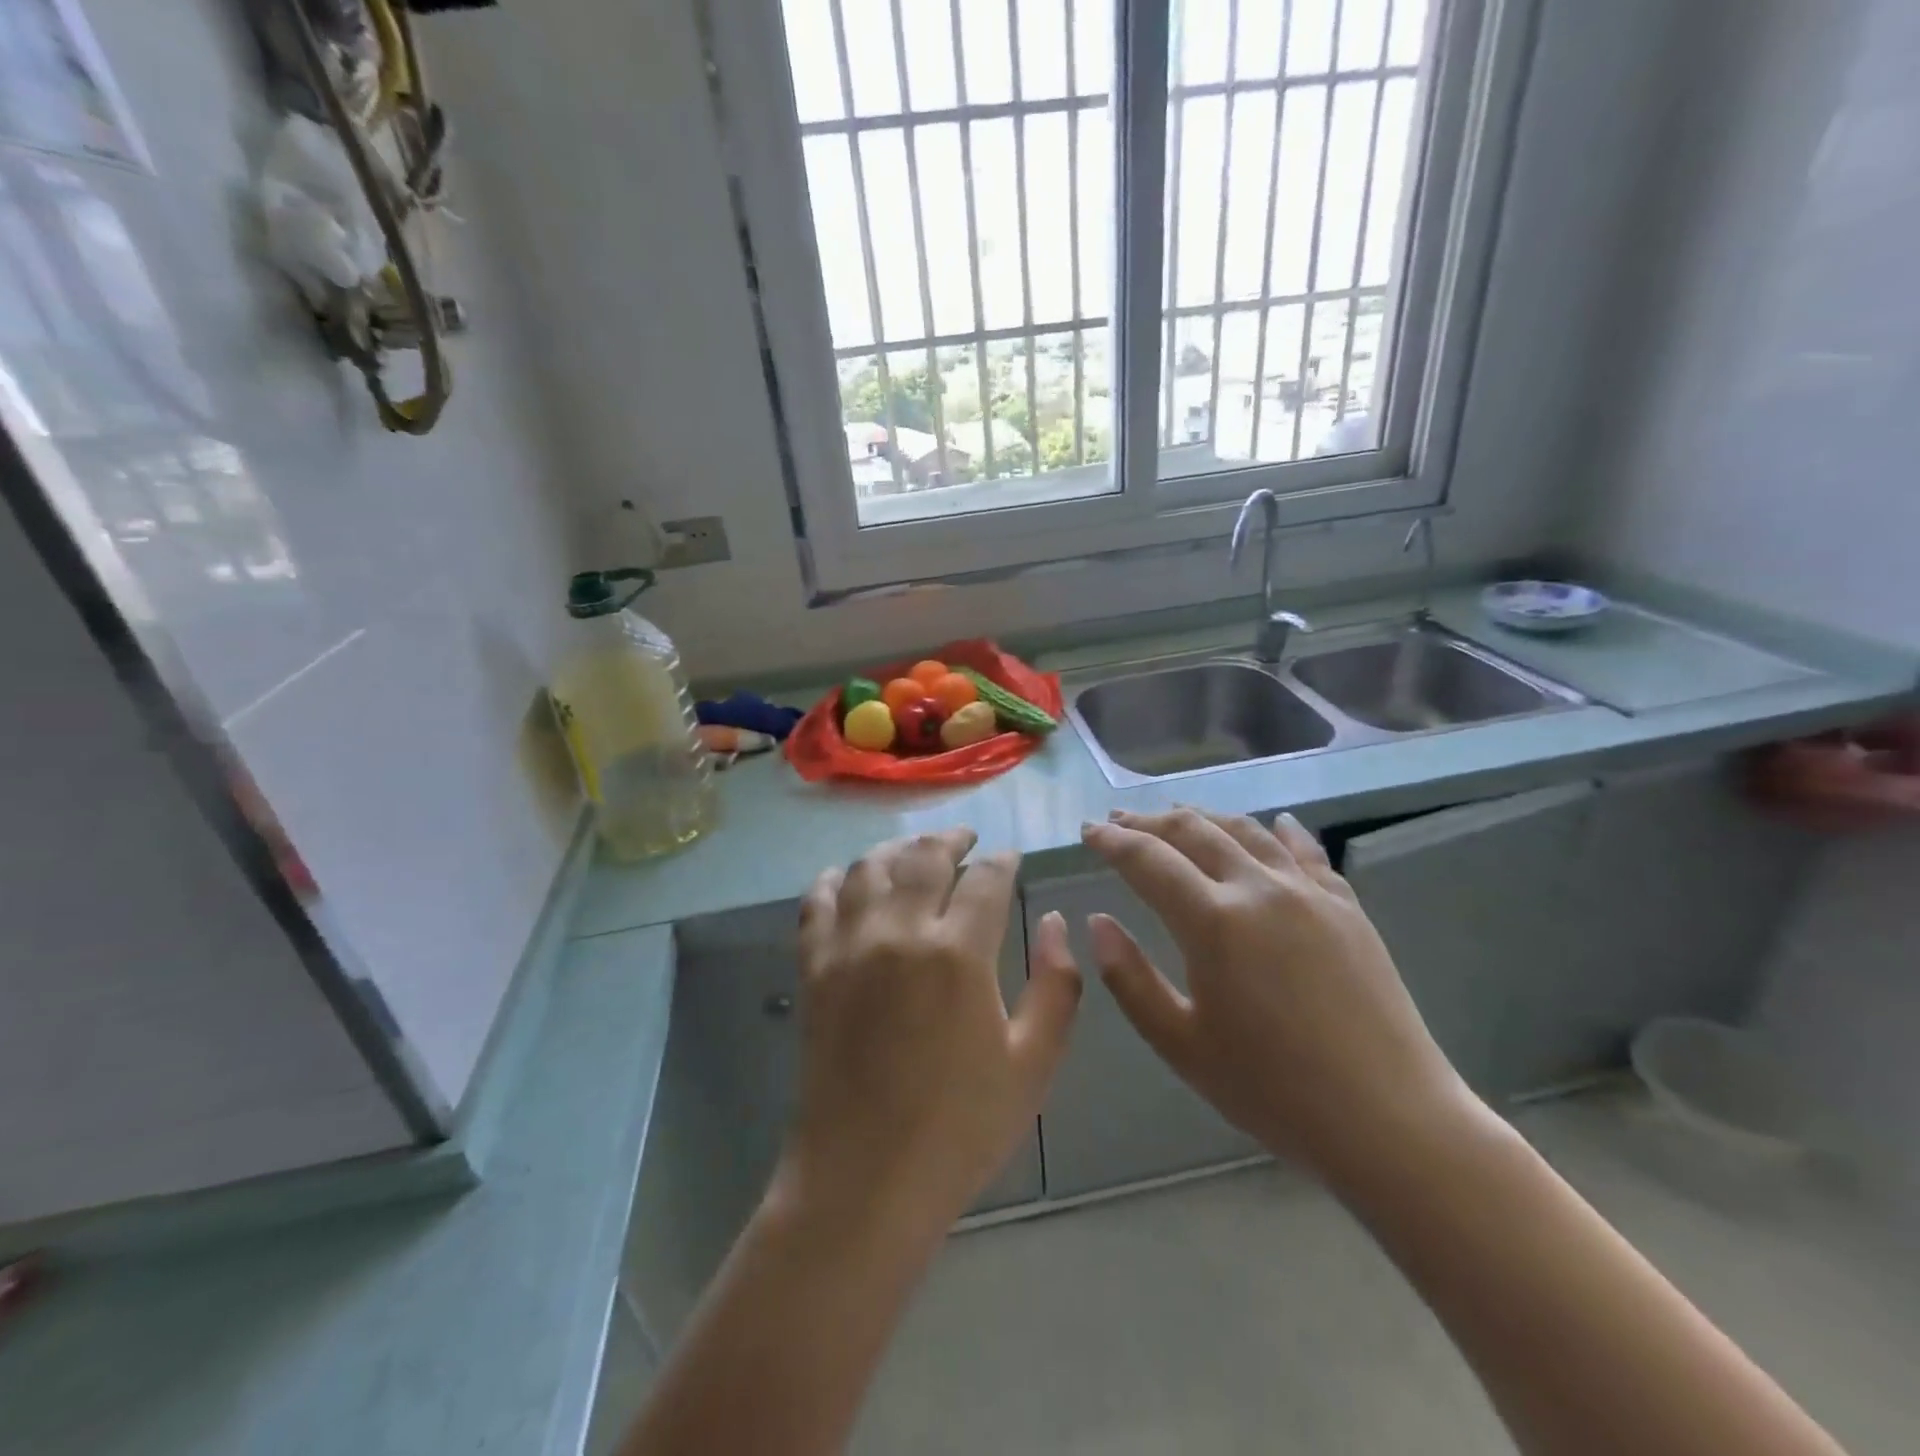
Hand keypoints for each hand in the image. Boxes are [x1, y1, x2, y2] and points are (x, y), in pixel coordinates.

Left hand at [778, 829, 1081, 1231]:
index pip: (986, 878)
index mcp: (959, 953)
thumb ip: (1057, 985)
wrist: (864, 1180)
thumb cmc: (960, 1128)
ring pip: (870, 867)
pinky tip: (852, 878)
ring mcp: (849, 946)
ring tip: (916, 853)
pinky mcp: (813, 967)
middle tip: (966, 839)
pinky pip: (819, 901)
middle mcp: (899, 932)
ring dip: (898, 850)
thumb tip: (1055, 923)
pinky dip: (838, 878)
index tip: (1010, 858)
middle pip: (925, 856)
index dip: (1003, 861)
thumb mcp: (1033, 1063)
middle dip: (952, 839)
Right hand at [1079, 807, 1477, 1182]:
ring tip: (1176, 815)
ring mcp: (1309, 892)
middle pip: (1193, 831)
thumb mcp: (1181, 1044)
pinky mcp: (1347, 907)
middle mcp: (1258, 888)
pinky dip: (1279, 830)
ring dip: (1203, 817)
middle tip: (1118, 821)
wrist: (1390, 1121)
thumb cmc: (1273, 1091)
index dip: (1111, 842)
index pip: (1147, 860)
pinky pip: (1306, 851)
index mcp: (1213, 921)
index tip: (1086, 832)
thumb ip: (1129, 979)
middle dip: (1148, 821)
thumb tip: (1097, 923)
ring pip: (1246, 831)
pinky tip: (1274, 822)